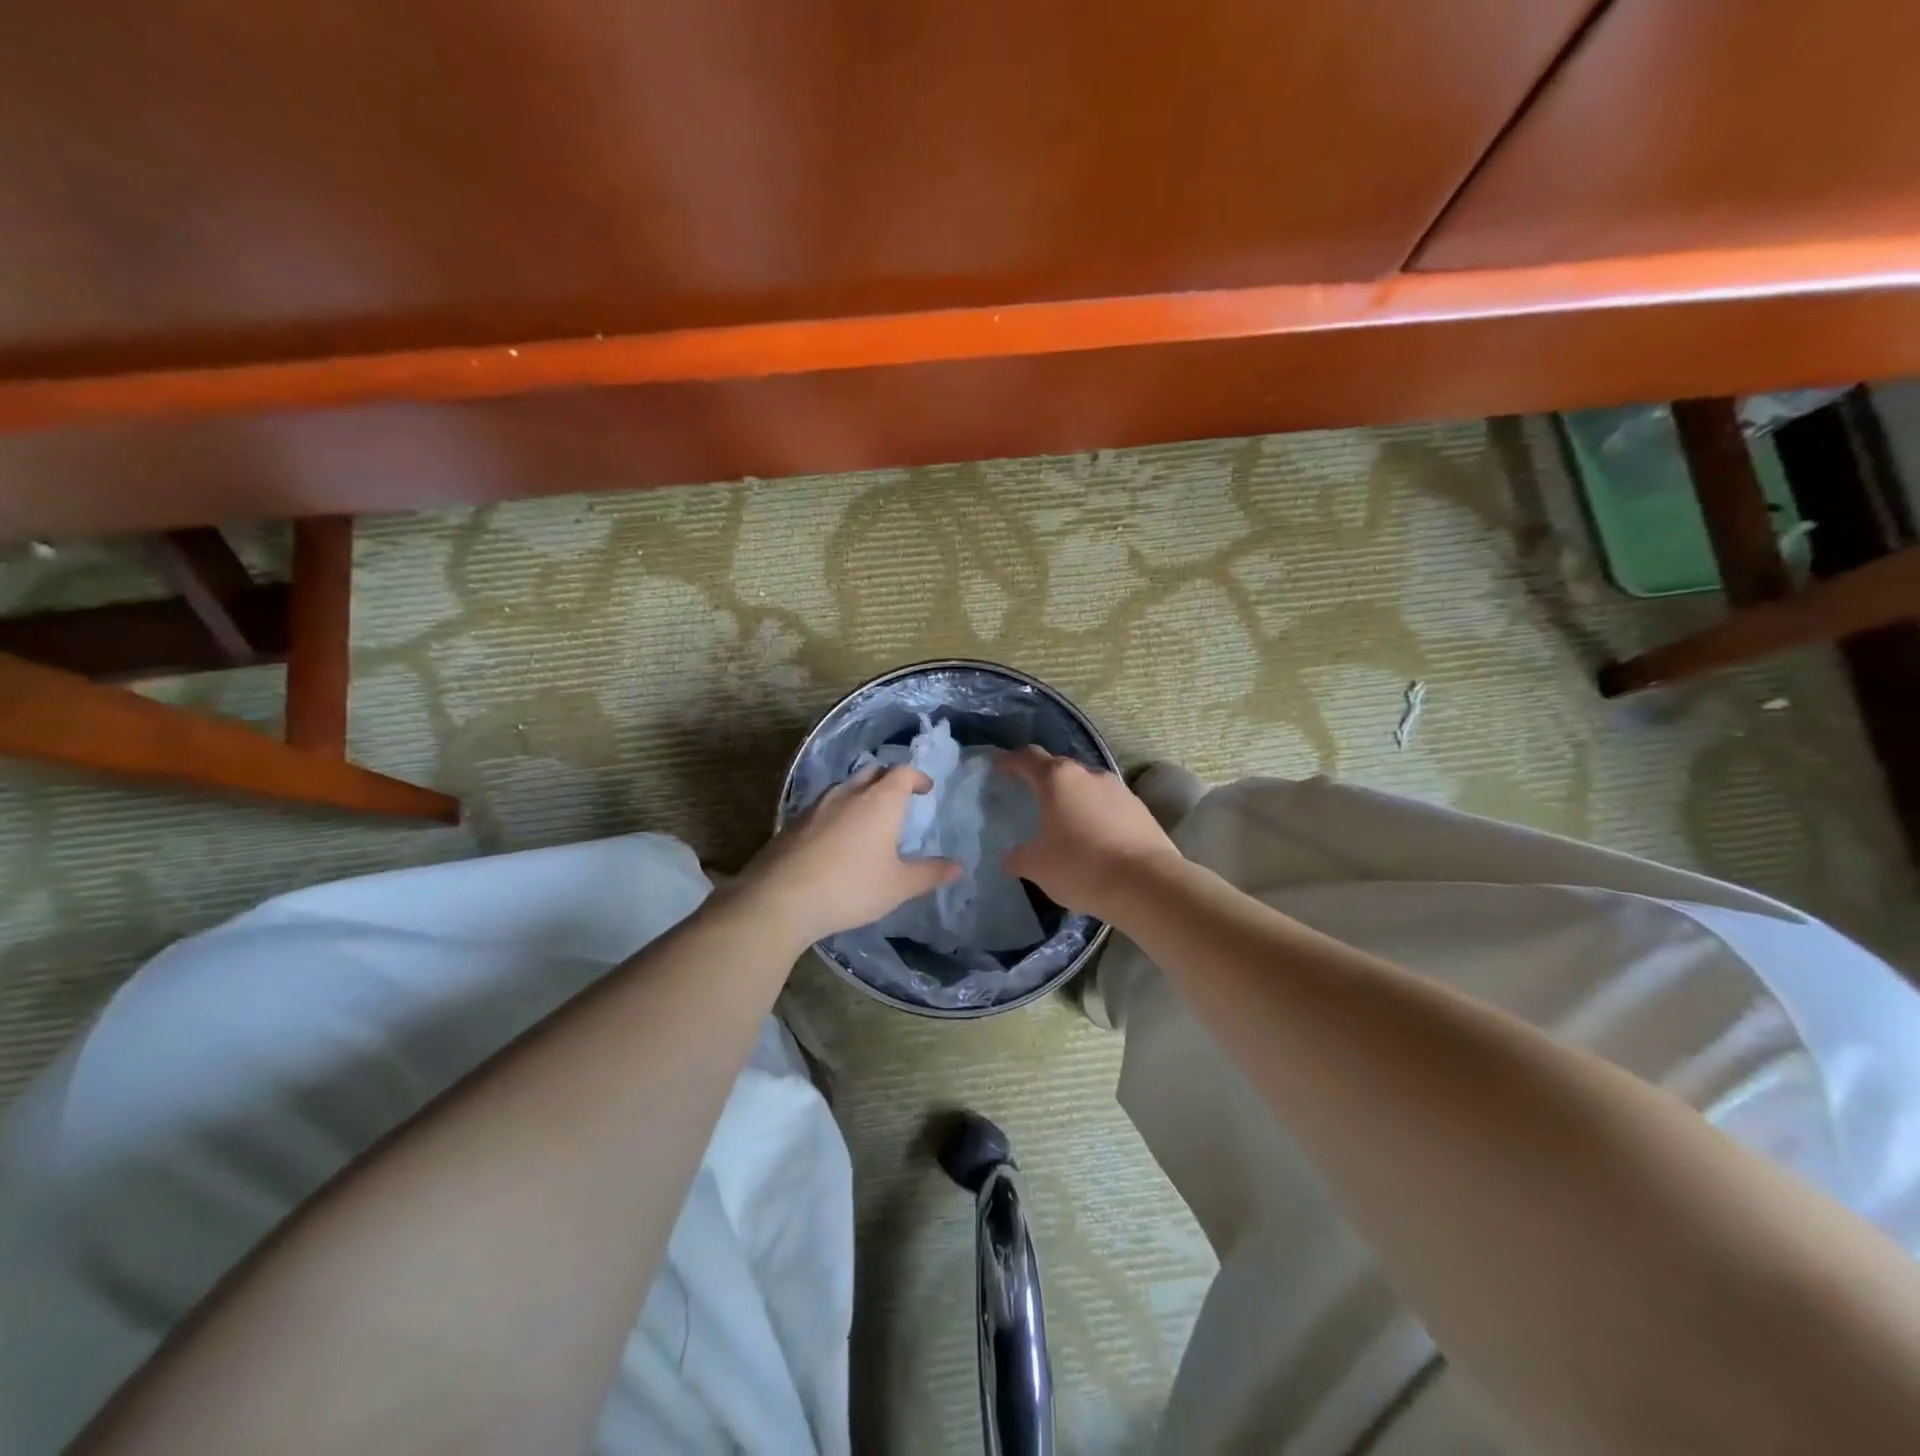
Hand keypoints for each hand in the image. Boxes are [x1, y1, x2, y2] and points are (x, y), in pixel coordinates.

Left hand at [740, 766, 960, 945]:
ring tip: (867, 817)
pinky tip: (835, 838)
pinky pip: (822, 806)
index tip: (925, 789)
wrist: (781, 897)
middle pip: (872, 771)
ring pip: (844, 786)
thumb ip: (929, 874)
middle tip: (898, 798)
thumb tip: (958, 867)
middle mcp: (848, 793)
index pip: (902, 773)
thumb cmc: (850, 887)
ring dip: (860, 793)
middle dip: (888, 780)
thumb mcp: (897, 886)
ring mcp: (816, 805)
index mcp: (879, 801)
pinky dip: (836, 812)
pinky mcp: (793, 822)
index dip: (916, 777)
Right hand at [998, 748, 1182, 919]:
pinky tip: (1092, 837)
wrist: (1148, 885)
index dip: (1010, 761)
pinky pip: (1107, 804)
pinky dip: (1094, 813)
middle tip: (1028, 798)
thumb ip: (1019, 857)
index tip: (999, 768)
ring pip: (1086, 785)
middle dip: (1041, 779)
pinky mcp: (1139, 808)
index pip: (1027, 757)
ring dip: (1071, 797)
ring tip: (1061, 820)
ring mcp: (1118, 789)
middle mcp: (1088, 774)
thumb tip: (1011, 857)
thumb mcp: (1038, 867)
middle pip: (1058, 767)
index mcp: (1057, 779)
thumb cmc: (1082, 867)